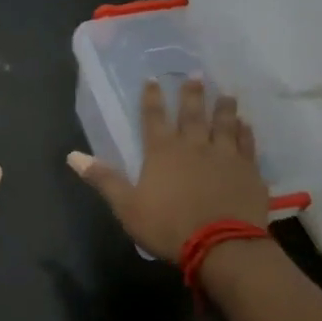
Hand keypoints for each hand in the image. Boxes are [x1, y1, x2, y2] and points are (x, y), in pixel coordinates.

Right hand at [69, 79, 267, 261]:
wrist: (222, 246)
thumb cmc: (169, 226)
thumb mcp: (127, 206)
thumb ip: (103, 179)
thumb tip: (73, 155)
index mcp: (162, 152)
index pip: (153, 118)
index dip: (152, 98)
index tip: (153, 79)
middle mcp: (194, 146)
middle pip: (192, 114)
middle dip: (192, 94)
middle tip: (197, 74)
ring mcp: (224, 156)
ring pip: (224, 124)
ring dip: (224, 107)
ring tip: (227, 93)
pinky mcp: (248, 171)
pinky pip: (247, 145)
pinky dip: (246, 133)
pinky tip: (247, 124)